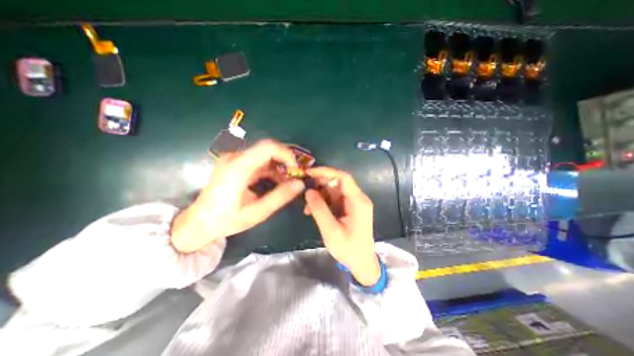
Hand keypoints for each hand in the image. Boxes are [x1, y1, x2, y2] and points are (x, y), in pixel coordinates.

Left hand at [171, 139, 304, 252]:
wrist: (198, 222)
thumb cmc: (226, 220)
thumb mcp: (257, 212)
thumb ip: (280, 197)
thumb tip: (300, 184)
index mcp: (238, 168)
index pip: (268, 147)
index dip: (286, 154)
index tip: (296, 170)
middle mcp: (235, 157)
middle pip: (268, 149)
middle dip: (285, 161)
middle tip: (295, 177)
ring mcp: (234, 159)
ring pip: (264, 155)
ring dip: (279, 166)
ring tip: (288, 182)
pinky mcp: (235, 164)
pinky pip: (258, 161)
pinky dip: (270, 169)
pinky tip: (276, 182)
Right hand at [302, 167, 380, 286]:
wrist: (362, 263)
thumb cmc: (349, 249)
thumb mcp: (331, 231)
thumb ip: (319, 209)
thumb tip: (308, 191)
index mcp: (358, 202)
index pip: (343, 177)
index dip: (326, 172)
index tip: (308, 173)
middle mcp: (357, 198)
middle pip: (338, 182)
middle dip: (320, 184)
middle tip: (304, 189)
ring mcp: (353, 203)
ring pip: (334, 190)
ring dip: (319, 195)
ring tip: (307, 206)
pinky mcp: (348, 208)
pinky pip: (334, 199)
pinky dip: (323, 202)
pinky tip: (312, 210)